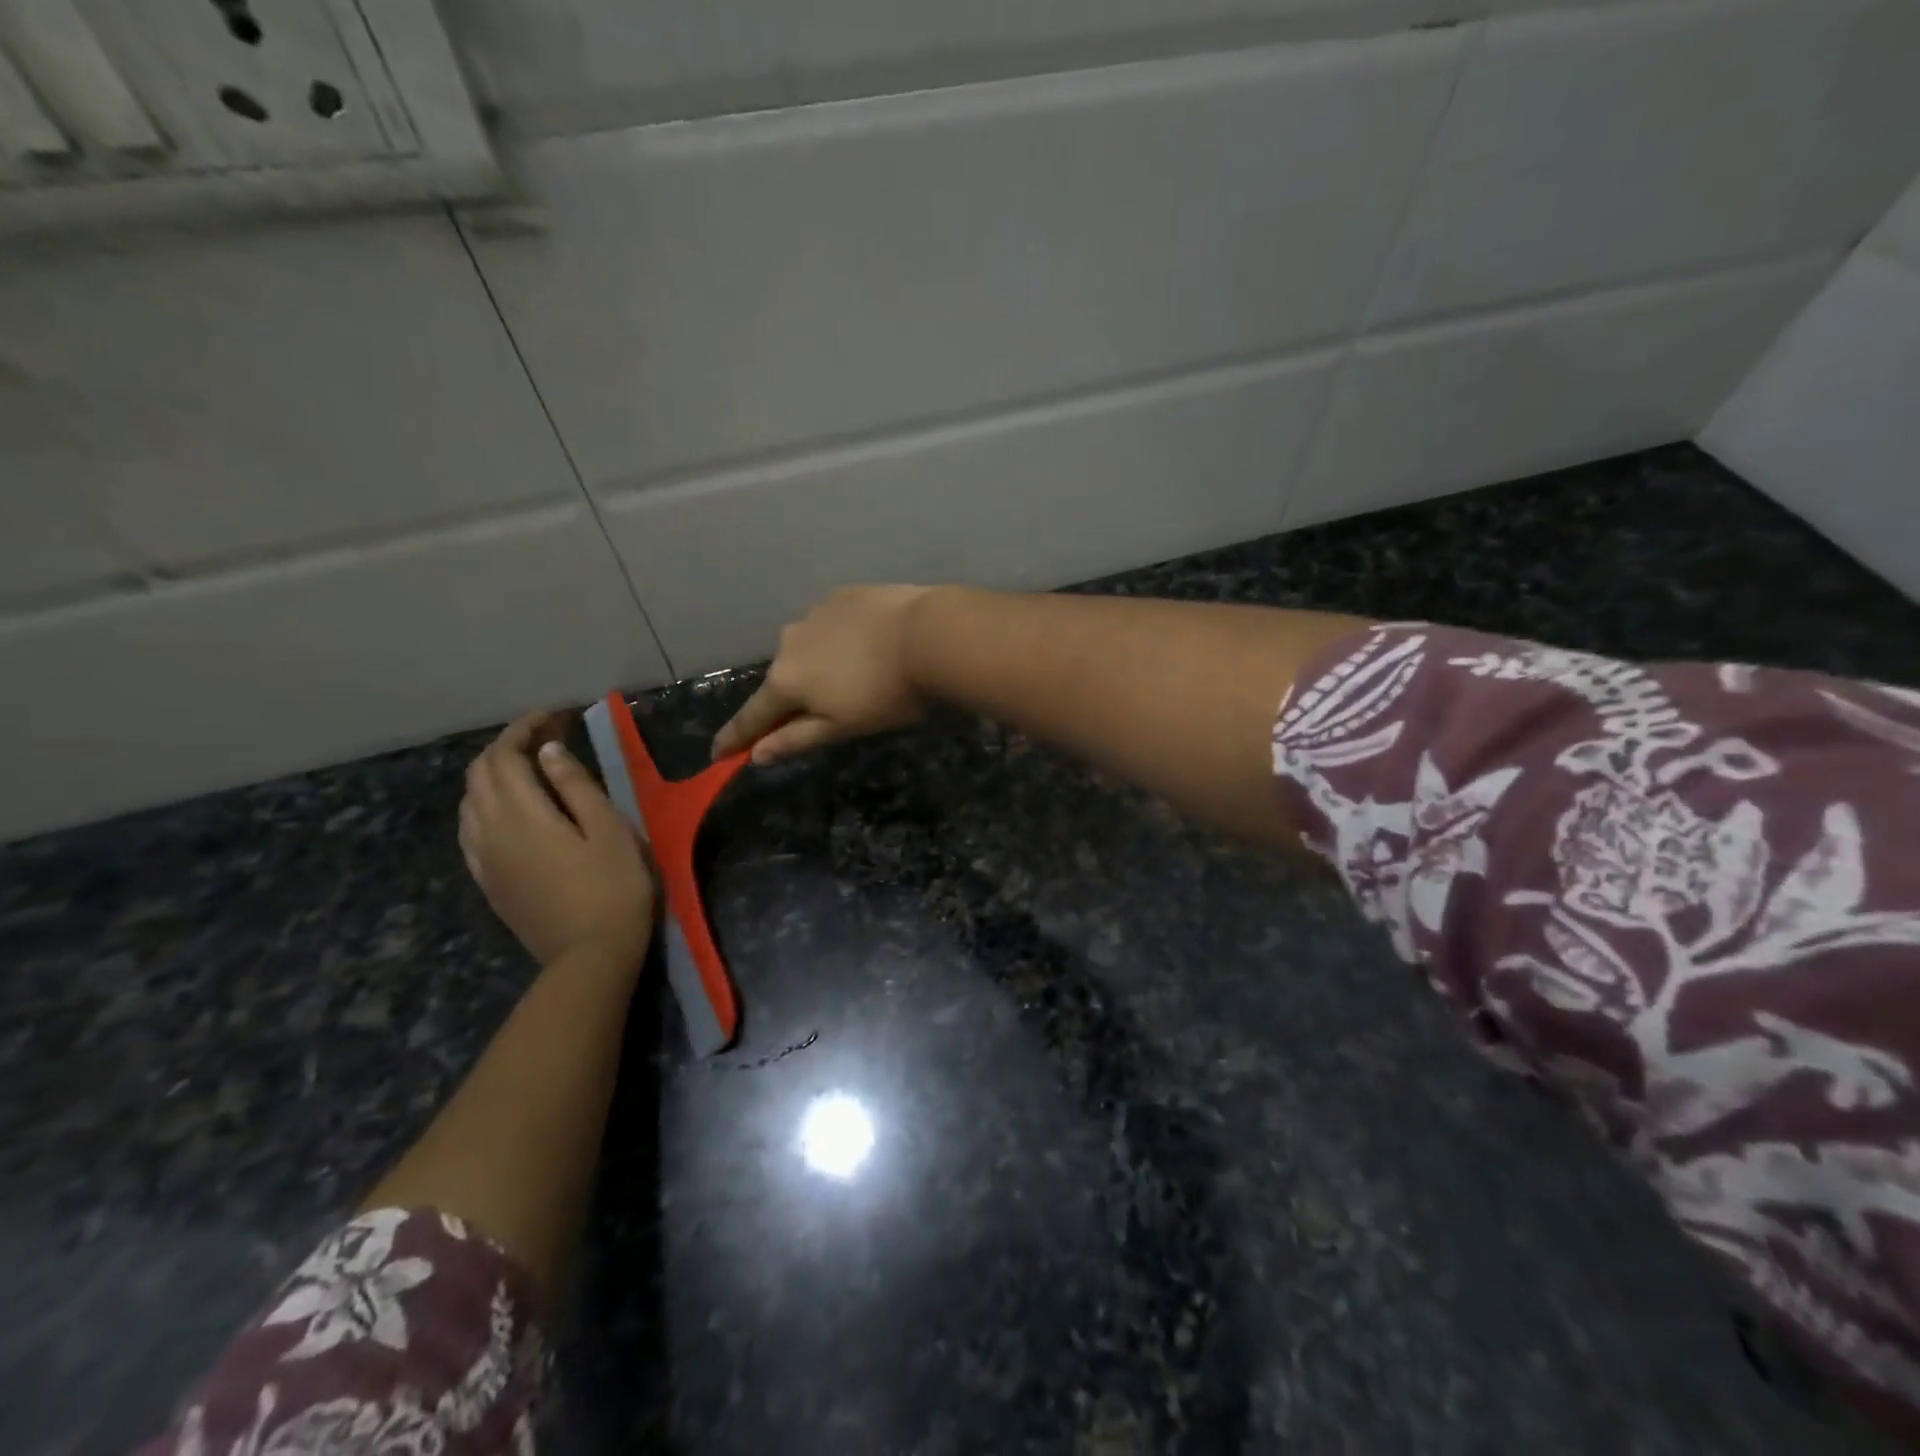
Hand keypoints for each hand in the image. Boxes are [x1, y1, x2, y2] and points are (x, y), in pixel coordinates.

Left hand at [459, 712, 655, 970]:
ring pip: (469, 801)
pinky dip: (486, 805)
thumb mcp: (609, 830)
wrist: (589, 956)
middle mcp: (490, 831)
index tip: (554, 718)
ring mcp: (483, 859)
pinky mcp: (488, 881)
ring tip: (530, 769)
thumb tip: (549, 752)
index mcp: (522, 814)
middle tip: (547, 739)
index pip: (505, 756)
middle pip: (479, 774)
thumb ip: (577, 786)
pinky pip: (471, 830)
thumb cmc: (613, 888)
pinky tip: (511, 811)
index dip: (524, 729)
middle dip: (507, 747)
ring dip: (494, 775)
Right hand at [714, 585, 932, 763]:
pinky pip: (830, 624)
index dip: (734, 738)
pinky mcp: (841, 594)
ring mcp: (814, 613)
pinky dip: (840, 638)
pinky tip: (868, 643)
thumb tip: (755, 754)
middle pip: (783, 680)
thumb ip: (795, 739)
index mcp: (785, 681)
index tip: (718, 754)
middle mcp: (788, 643)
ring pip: (807, 648)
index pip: (752, 717)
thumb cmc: (887, 694)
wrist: (930, 635)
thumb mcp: (842, 727)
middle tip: (828, 711)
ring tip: (857, 674)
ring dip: (819, 664)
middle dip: (794, 697)